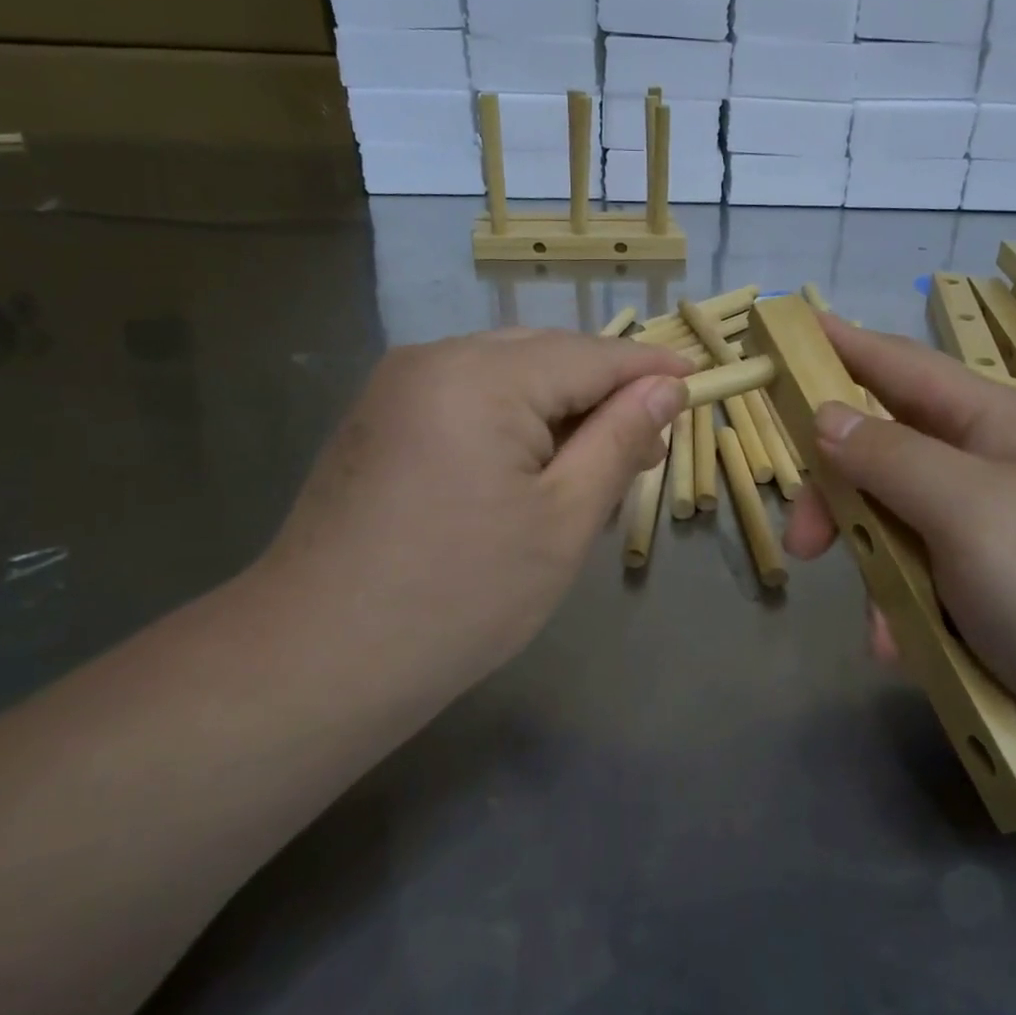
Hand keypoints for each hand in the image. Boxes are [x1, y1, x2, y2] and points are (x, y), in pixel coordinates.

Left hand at [260, 329, 688, 693]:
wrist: (317, 659)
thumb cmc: (460, 596)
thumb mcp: (563, 520)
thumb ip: (619, 441)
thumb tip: (665, 389)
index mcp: (482, 376)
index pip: (590, 355)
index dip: (649, 370)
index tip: (697, 383)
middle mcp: (434, 359)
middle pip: (546, 355)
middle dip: (603, 391)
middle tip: (649, 443)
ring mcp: (398, 387)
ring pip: (506, 375)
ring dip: (559, 408)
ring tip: (596, 464)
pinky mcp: (380, 419)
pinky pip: (467, 397)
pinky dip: (513, 420)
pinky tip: (531, 468)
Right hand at [783, 317, 1015, 745]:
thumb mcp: (969, 511)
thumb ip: (890, 458)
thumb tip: (825, 416)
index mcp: (989, 423)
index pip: (899, 366)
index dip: (842, 347)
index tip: (788, 331)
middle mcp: (984, 465)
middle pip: (881, 452)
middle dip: (837, 496)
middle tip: (805, 544)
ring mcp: (987, 527)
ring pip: (893, 523)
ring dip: (874, 571)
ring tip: (883, 632)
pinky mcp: (988, 584)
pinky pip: (919, 578)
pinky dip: (904, 611)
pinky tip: (907, 649)